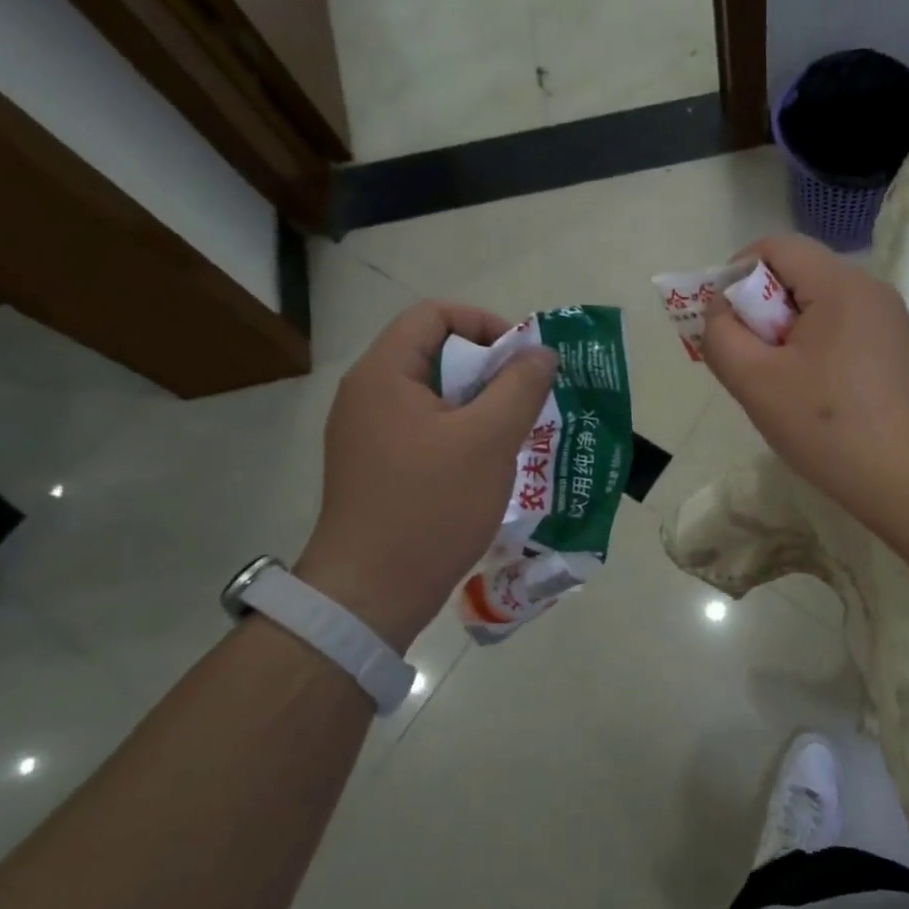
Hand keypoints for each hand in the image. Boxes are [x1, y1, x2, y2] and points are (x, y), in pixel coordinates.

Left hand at [296, 303, 555, 649]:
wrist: (372, 593)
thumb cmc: (432, 506)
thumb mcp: (489, 440)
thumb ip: (520, 387)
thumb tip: (540, 353)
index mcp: (384, 374)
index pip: (433, 315)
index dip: (484, 324)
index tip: (522, 360)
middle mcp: (368, 395)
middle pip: (434, 354)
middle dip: (489, 370)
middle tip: (527, 400)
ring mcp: (367, 435)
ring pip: (435, 397)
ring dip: (480, 406)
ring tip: (516, 434)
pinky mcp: (376, 468)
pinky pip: (425, 431)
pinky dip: (461, 435)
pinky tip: (488, 467)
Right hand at [700, 234, 908, 525]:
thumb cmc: (828, 427)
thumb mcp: (755, 382)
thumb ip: (721, 336)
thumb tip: (720, 310)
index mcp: (840, 285)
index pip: (776, 246)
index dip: (737, 273)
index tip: (726, 323)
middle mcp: (870, 290)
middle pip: (798, 274)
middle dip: (761, 310)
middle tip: (750, 361)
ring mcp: (889, 321)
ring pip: (819, 306)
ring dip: (786, 334)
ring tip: (780, 384)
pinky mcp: (897, 350)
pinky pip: (842, 330)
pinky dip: (815, 349)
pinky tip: (814, 395)